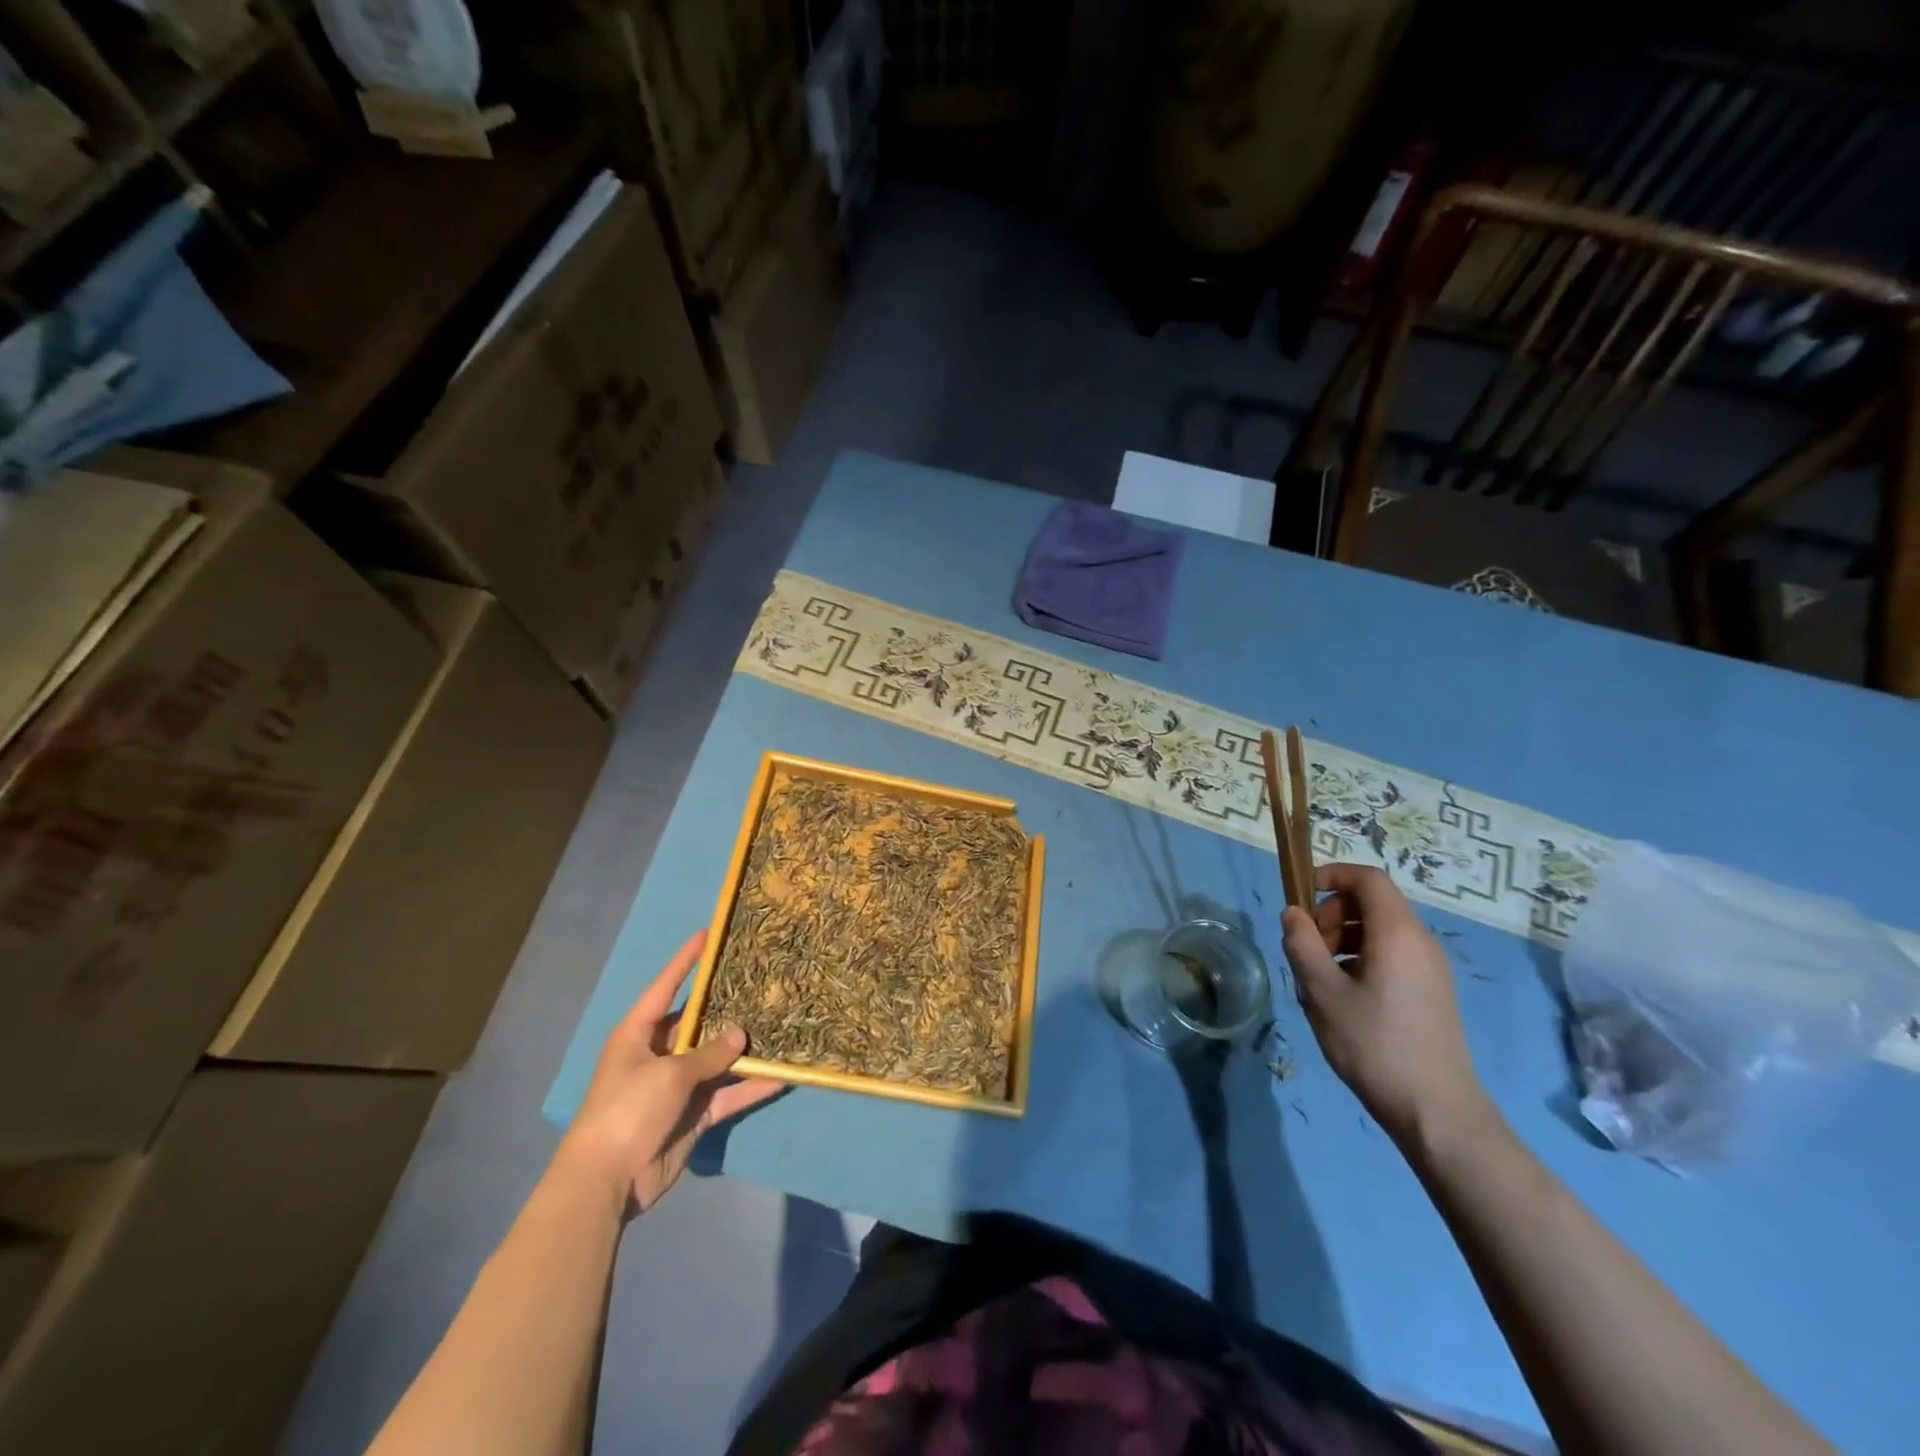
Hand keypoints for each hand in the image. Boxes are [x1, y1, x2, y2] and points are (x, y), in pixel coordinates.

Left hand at [556, 929, 782, 1216]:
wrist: (606, 1183)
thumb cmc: (627, 1111)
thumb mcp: (669, 1074)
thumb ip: (709, 1053)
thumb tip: (741, 1033)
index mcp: (639, 1033)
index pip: (666, 987)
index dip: (686, 960)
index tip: (708, 933)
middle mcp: (659, 1053)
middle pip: (699, 1022)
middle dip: (727, 1005)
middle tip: (761, 979)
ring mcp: (678, 1085)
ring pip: (718, 1058)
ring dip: (744, 1049)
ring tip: (779, 1023)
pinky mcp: (693, 1114)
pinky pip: (727, 1094)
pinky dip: (750, 1088)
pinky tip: (781, 1075)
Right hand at [1280, 863, 1487, 1146]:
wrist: (1436, 1111)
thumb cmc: (1374, 1044)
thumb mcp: (1322, 992)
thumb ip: (1302, 945)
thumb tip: (1292, 913)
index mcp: (1397, 933)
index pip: (1368, 878)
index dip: (1332, 875)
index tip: (1301, 896)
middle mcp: (1421, 941)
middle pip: (1373, 902)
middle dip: (1333, 912)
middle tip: (1308, 946)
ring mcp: (1431, 968)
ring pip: (1381, 930)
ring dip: (1344, 937)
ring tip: (1321, 975)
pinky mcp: (1433, 991)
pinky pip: (1393, 953)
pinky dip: (1363, 956)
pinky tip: (1345, 996)